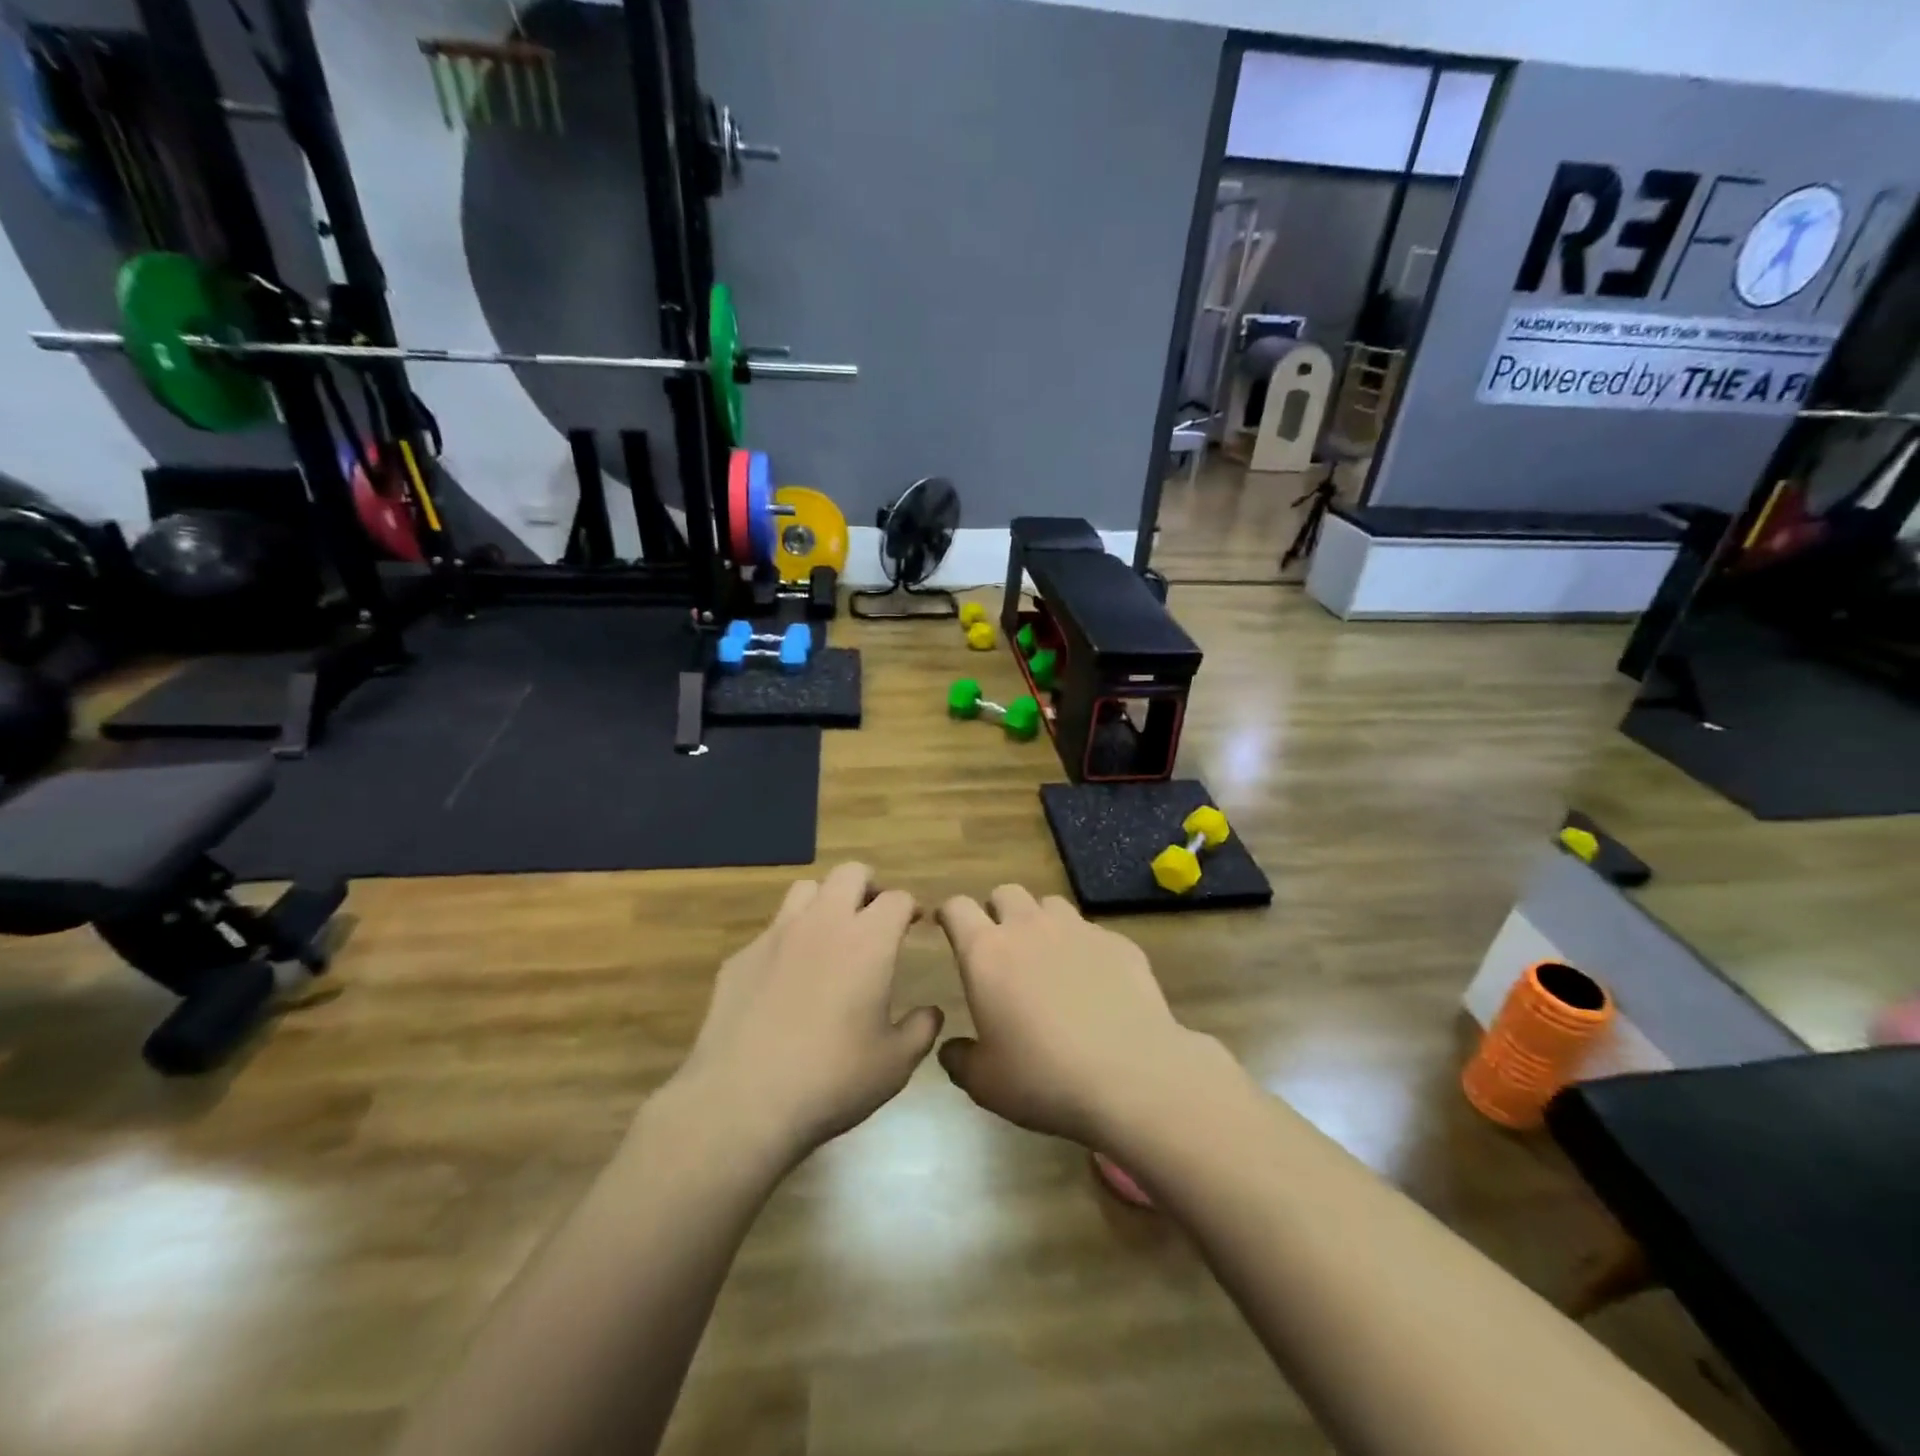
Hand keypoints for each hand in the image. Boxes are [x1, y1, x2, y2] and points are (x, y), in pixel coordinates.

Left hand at [670, 863, 941, 1164]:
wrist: (742, 1101)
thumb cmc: (832, 1079)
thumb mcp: (895, 1064)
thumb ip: (921, 1030)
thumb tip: (931, 1012)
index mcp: (868, 941)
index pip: (896, 898)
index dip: (909, 907)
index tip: (913, 924)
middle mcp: (823, 923)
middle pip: (849, 873)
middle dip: (868, 887)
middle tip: (873, 919)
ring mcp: (776, 936)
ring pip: (806, 890)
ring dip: (825, 902)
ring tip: (830, 936)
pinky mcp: (740, 958)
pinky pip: (771, 931)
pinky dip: (788, 941)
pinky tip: (786, 980)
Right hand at [935, 885, 1223, 1147]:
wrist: (1132, 1076)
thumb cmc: (1045, 1078)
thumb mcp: (986, 1083)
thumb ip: (960, 1059)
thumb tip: (952, 1049)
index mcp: (986, 953)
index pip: (957, 908)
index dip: (949, 914)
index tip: (948, 927)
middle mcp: (1029, 928)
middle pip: (1005, 893)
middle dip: (998, 911)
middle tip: (1002, 945)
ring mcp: (1078, 929)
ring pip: (1050, 904)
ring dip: (1041, 922)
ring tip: (1048, 957)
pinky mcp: (1117, 942)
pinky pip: (1092, 931)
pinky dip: (1084, 947)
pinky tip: (1095, 981)